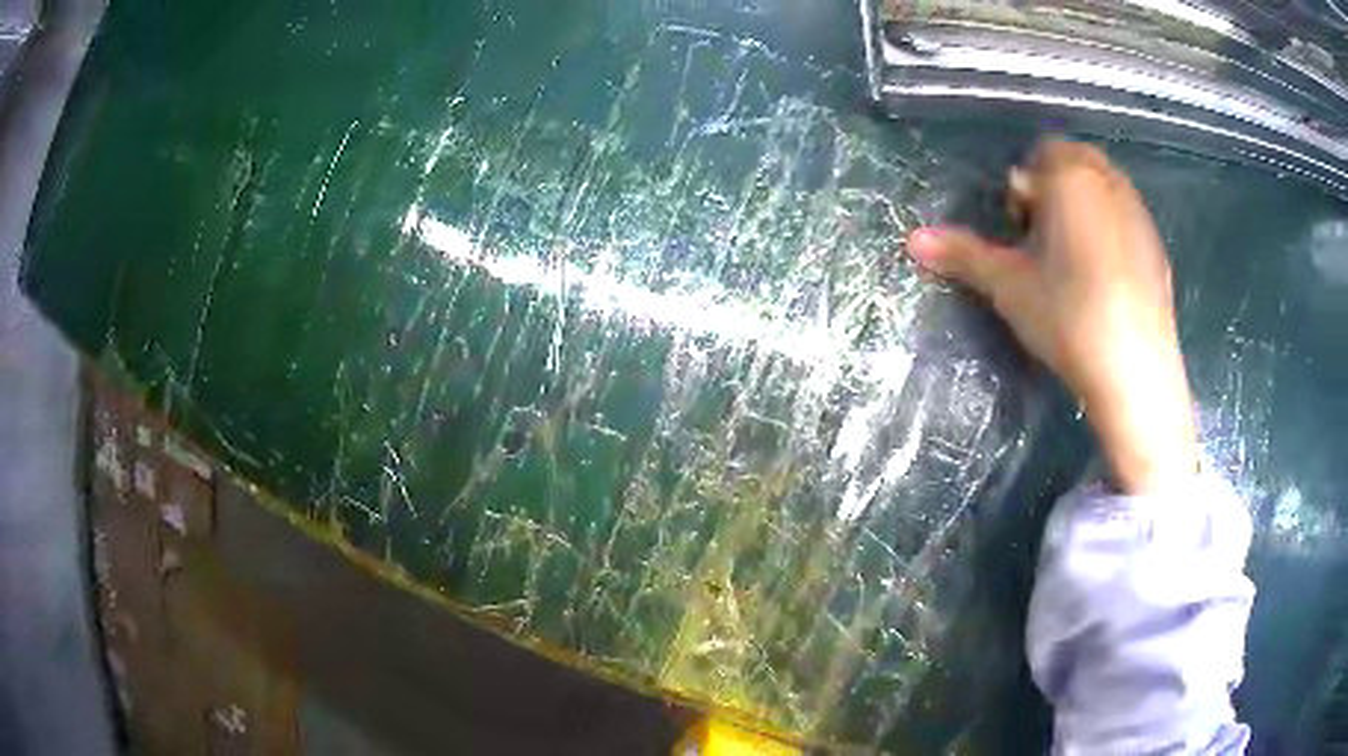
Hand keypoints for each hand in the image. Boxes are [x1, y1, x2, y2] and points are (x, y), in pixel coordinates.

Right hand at [905, 139, 1197, 493]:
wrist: (1134, 371)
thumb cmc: (1067, 316)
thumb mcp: (1008, 285)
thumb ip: (963, 254)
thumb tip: (912, 241)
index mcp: (1071, 178)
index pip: (1042, 154)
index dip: (1025, 188)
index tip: (1020, 230)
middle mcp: (1110, 183)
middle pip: (1076, 163)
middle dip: (1057, 189)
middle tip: (1045, 240)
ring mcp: (1140, 214)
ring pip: (1105, 188)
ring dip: (1086, 207)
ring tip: (1075, 259)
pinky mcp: (1159, 248)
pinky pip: (1128, 218)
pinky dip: (1112, 231)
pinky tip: (1105, 278)